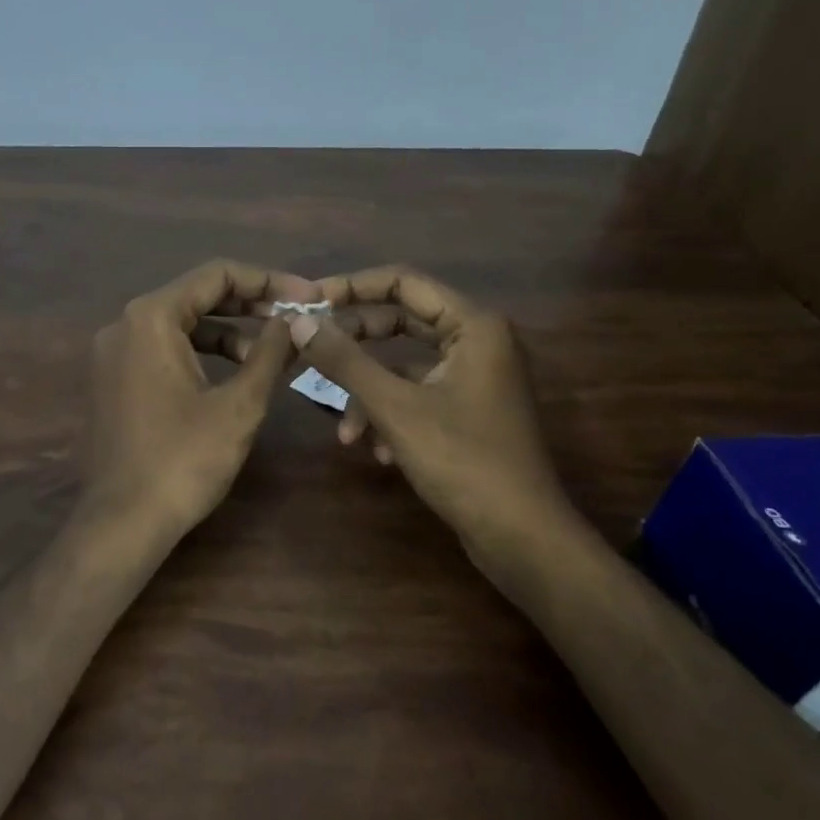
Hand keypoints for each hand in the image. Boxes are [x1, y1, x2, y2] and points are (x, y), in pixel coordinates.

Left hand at [84, 259, 314, 535]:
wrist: (123, 522)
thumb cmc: (184, 460)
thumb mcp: (239, 404)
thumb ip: (270, 352)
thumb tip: (296, 319)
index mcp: (150, 317)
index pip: (216, 275)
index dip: (268, 281)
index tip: (309, 296)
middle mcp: (124, 324)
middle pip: (196, 295)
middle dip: (249, 304)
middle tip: (296, 317)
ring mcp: (114, 352)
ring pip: (180, 324)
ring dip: (227, 331)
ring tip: (270, 353)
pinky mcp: (114, 378)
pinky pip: (163, 348)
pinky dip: (200, 352)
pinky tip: (234, 372)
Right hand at [289, 266, 567, 542]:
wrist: (521, 537)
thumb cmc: (463, 461)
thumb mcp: (394, 408)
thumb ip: (345, 361)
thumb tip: (299, 321)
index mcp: (473, 326)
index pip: (403, 282)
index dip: (353, 288)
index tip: (310, 302)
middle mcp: (477, 342)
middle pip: (401, 323)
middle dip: (355, 345)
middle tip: (310, 352)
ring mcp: (474, 379)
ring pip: (404, 368)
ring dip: (368, 394)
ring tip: (345, 434)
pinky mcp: (468, 411)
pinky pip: (417, 396)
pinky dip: (391, 417)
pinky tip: (378, 453)